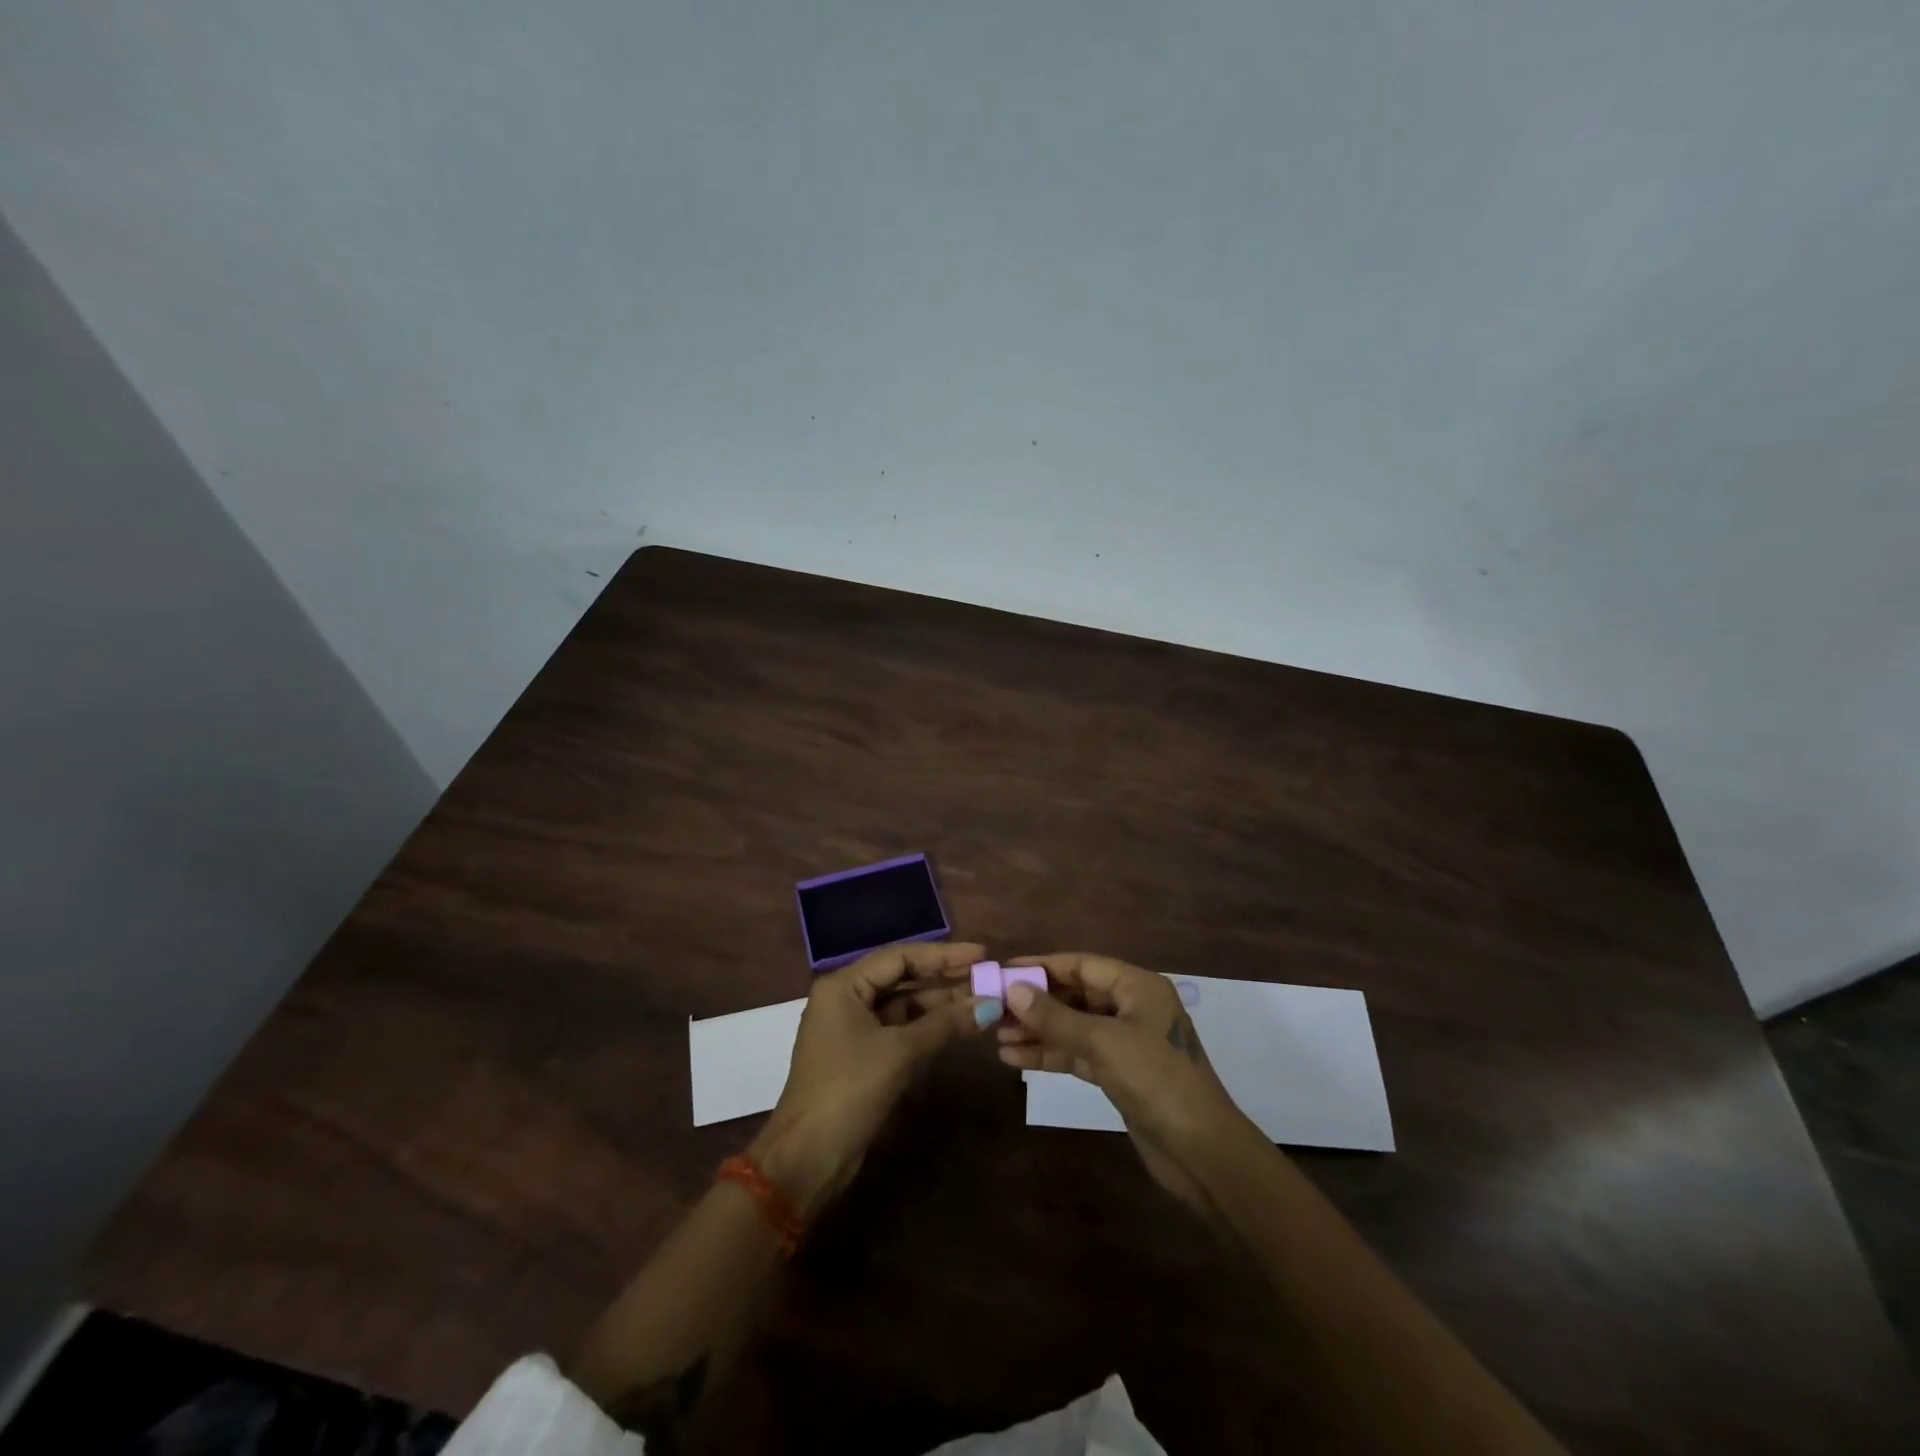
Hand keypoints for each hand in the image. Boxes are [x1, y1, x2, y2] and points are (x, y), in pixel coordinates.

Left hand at [752, 941, 994, 1220]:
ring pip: (904, 1005)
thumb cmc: (849, 1090)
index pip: (901, 957)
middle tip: (987, 977)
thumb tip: (990, 1004)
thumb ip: (945, 1024)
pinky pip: (901, 1029)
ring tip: (983, 1000)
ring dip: (941, 1004)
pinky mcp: (863, 1056)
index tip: (982, 954)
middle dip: (945, 979)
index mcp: (844, 985)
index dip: (944, 955)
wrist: (809, 1158)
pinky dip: (929, 1027)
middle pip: (903, 978)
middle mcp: (847, 998)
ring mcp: (854, 1028)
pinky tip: (960, 1025)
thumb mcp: (899, 1052)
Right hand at [996, 952, 1259, 1212]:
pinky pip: (1078, 1054)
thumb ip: (1056, 1016)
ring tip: (997, 1036)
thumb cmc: (1156, 1080)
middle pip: (1076, 995)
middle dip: (1037, 1002)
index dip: (1042, 966)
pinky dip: (1051, 1055)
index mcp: (1137, 986)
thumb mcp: (1102, 1042)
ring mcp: (1126, 1042)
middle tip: (994, 1008)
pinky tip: (1015, 1058)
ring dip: (1039, 1031)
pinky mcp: (1120, 1073)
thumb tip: (1013, 990)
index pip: (1082, 965)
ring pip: (1074, 1027)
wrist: (1202, 1151)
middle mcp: (1132, 1007)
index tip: (1004, 970)